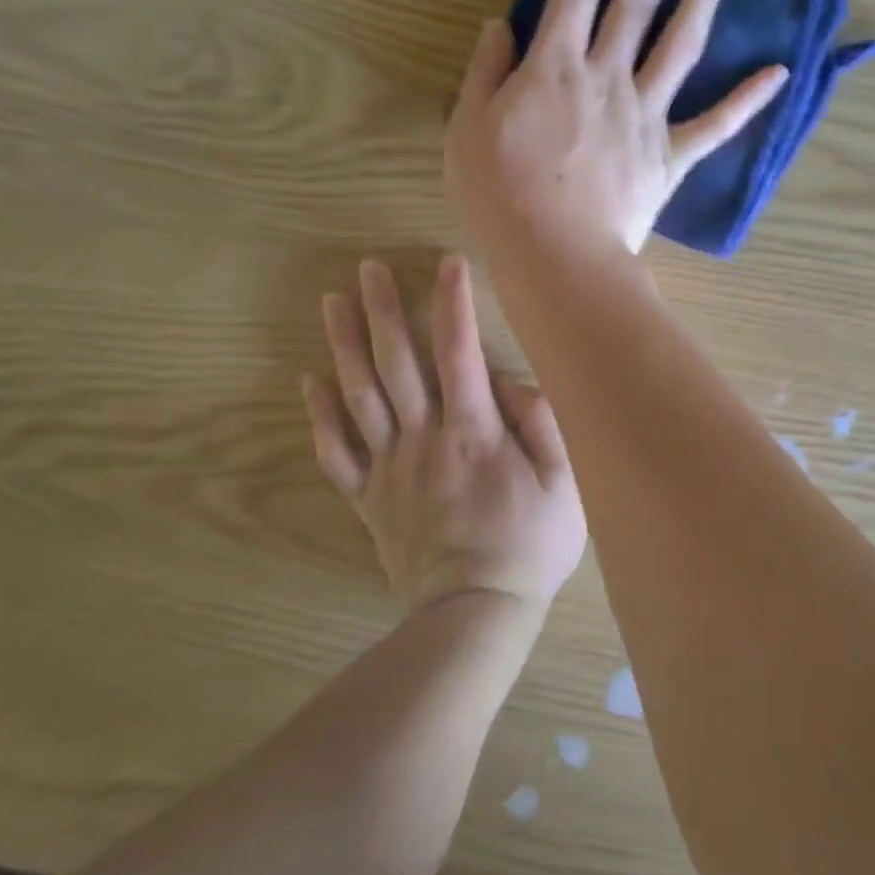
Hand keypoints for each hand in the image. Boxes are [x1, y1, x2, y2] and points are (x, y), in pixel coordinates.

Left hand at [300, 256, 586, 613]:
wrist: (476, 611)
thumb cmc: (529, 544)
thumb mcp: (565, 484)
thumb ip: (543, 425)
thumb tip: (512, 383)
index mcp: (474, 432)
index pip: (461, 353)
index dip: (454, 305)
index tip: (446, 263)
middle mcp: (424, 439)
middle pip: (397, 364)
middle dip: (382, 311)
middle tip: (366, 268)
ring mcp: (390, 468)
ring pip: (360, 397)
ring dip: (344, 346)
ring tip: (331, 302)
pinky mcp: (369, 499)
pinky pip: (336, 453)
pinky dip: (319, 416)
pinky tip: (309, 380)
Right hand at [445, 0, 788, 263]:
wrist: (556, 254)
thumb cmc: (499, 196)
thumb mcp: (467, 128)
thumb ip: (485, 71)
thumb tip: (500, 24)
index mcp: (554, 68)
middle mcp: (607, 78)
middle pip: (634, 6)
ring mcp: (646, 116)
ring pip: (679, 46)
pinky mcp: (672, 156)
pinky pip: (716, 124)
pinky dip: (748, 99)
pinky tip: (779, 72)